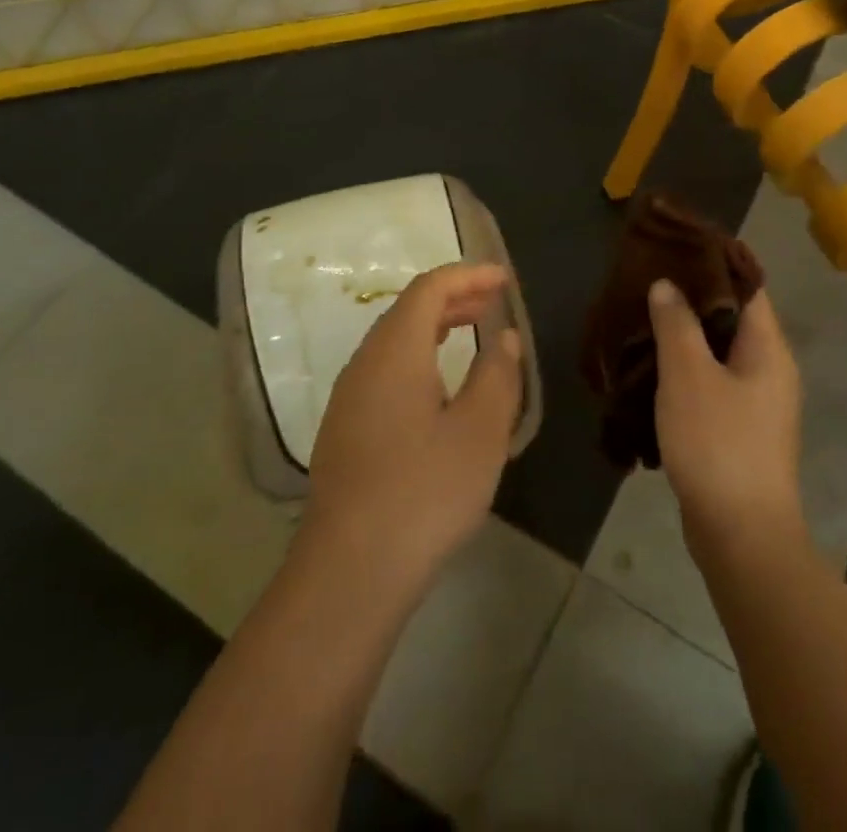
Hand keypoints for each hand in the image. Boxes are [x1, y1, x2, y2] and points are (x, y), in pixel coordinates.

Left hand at [303, 262, 524, 596]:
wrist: (350, 571)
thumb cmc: (424, 492)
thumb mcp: (479, 432)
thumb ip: (496, 375)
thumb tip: (502, 337)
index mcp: (396, 351)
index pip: (429, 289)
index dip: (468, 276)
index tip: (503, 278)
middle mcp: (365, 363)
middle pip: (408, 311)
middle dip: (453, 299)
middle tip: (493, 302)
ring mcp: (349, 398)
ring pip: (394, 342)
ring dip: (434, 329)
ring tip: (472, 333)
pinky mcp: (344, 430)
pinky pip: (384, 371)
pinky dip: (418, 358)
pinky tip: (439, 389)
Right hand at [649, 280, 804, 561]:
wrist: (741, 535)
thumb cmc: (718, 443)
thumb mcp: (688, 375)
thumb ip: (676, 323)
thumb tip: (667, 285)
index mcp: (768, 348)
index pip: (747, 286)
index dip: (714, 262)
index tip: (675, 247)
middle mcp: (769, 370)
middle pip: (731, 318)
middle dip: (691, 298)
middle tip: (649, 281)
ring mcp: (756, 404)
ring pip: (718, 353)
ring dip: (684, 336)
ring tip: (643, 318)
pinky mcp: (738, 431)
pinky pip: (711, 384)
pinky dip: (684, 370)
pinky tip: (651, 368)